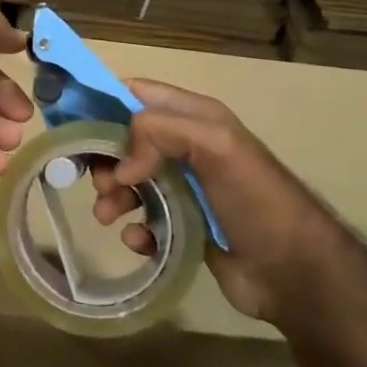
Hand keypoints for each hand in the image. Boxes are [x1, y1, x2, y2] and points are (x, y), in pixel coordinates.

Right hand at [90, 79, 348, 322]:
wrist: (295, 273)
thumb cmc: (256, 199)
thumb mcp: (216, 146)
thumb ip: (161, 132)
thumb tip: (121, 164)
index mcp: (195, 117)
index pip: (137, 94)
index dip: (102, 102)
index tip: (70, 123)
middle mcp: (186, 147)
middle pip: (125, 140)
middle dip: (105, 158)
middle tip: (100, 182)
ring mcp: (185, 188)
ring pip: (130, 181)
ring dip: (113, 197)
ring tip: (109, 217)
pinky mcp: (183, 225)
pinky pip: (144, 219)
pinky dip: (134, 229)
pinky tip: (139, 241)